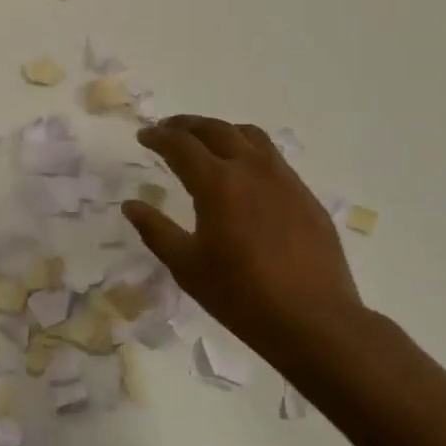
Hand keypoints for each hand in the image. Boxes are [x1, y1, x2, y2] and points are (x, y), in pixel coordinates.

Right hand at [122, 115, 368, 360]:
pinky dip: (249, 150)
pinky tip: (244, 173)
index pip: (181, 145)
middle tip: (168, 130)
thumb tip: (131, 205)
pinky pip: (272, 157)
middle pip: (215, 129)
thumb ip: (155, 230)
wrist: (314, 320)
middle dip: (186, 125)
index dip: (158, 137)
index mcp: (217, 183)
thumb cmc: (241, 295)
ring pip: (249, 135)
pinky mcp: (305, 195)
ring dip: (220, 131)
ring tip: (205, 141)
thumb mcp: (187, 266)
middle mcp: (251, 169)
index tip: (143, 136)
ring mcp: (283, 179)